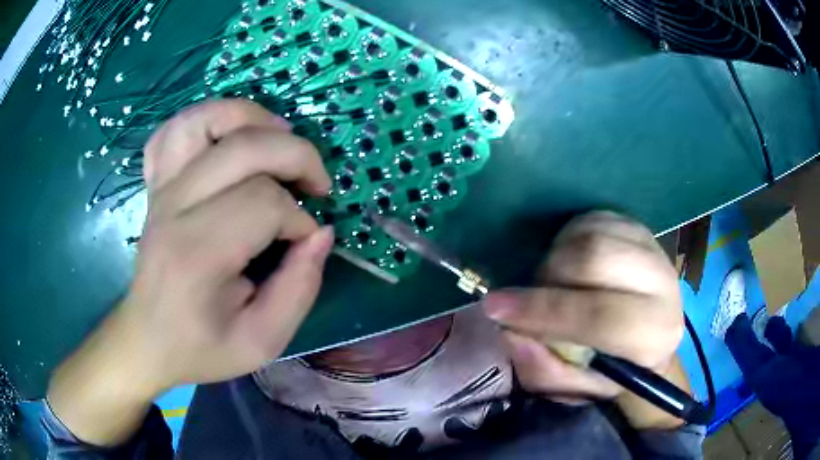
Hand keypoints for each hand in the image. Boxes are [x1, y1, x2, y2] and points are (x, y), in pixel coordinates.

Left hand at [48, 99, 333, 444]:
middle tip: (316, 185)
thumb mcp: (261, 343)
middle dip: (295, 155)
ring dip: (251, 117)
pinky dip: (205, 118)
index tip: (305, 245)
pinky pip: (173, 130)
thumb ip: (299, 290)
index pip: (263, 203)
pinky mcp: (155, 185)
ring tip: (279, 138)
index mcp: (196, 254)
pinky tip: (227, 136)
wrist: (146, 340)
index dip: (298, 218)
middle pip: (242, 148)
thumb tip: (320, 234)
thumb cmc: (199, 347)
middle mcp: (173, 208)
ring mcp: (160, 190)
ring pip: (203, 120)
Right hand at [482, 211, 687, 429]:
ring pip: (591, 232)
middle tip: (531, 295)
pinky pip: (593, 218)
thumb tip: (511, 331)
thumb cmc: (611, 369)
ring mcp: (653, 248)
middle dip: (549, 276)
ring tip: (553, 281)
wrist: (648, 336)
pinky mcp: (639, 227)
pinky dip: (568, 238)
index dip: (544, 311)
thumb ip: (543, 370)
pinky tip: (569, 262)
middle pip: (595, 258)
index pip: (599, 315)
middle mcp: (663, 285)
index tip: (496, 308)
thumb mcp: (575, 388)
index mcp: (654, 336)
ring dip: (557, 255)